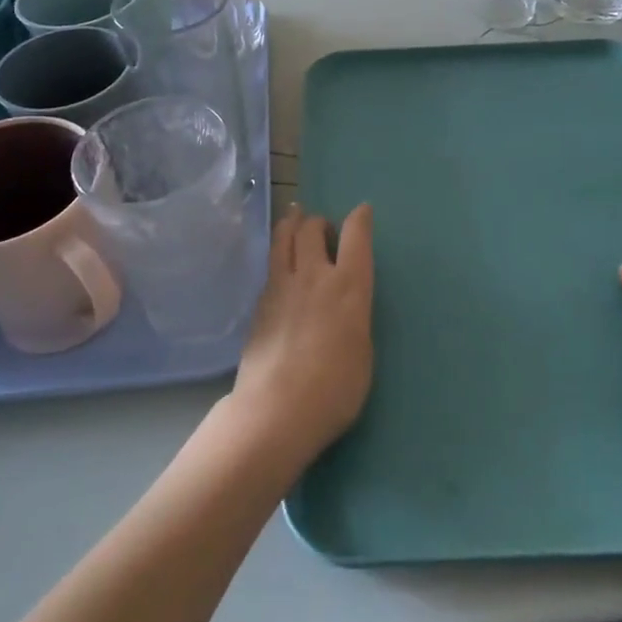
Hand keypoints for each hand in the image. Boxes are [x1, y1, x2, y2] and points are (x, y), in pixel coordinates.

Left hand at [229, 203, 374, 467]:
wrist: (276, 410)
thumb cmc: (335, 390)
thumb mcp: (362, 352)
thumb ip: (354, 318)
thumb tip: (345, 307)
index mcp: (348, 286)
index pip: (356, 236)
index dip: (360, 218)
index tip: (362, 211)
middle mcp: (313, 276)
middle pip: (311, 228)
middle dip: (318, 221)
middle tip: (323, 229)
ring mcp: (281, 286)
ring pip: (282, 238)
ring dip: (291, 224)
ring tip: (294, 220)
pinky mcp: (259, 303)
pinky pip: (270, 267)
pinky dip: (278, 258)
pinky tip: (280, 270)